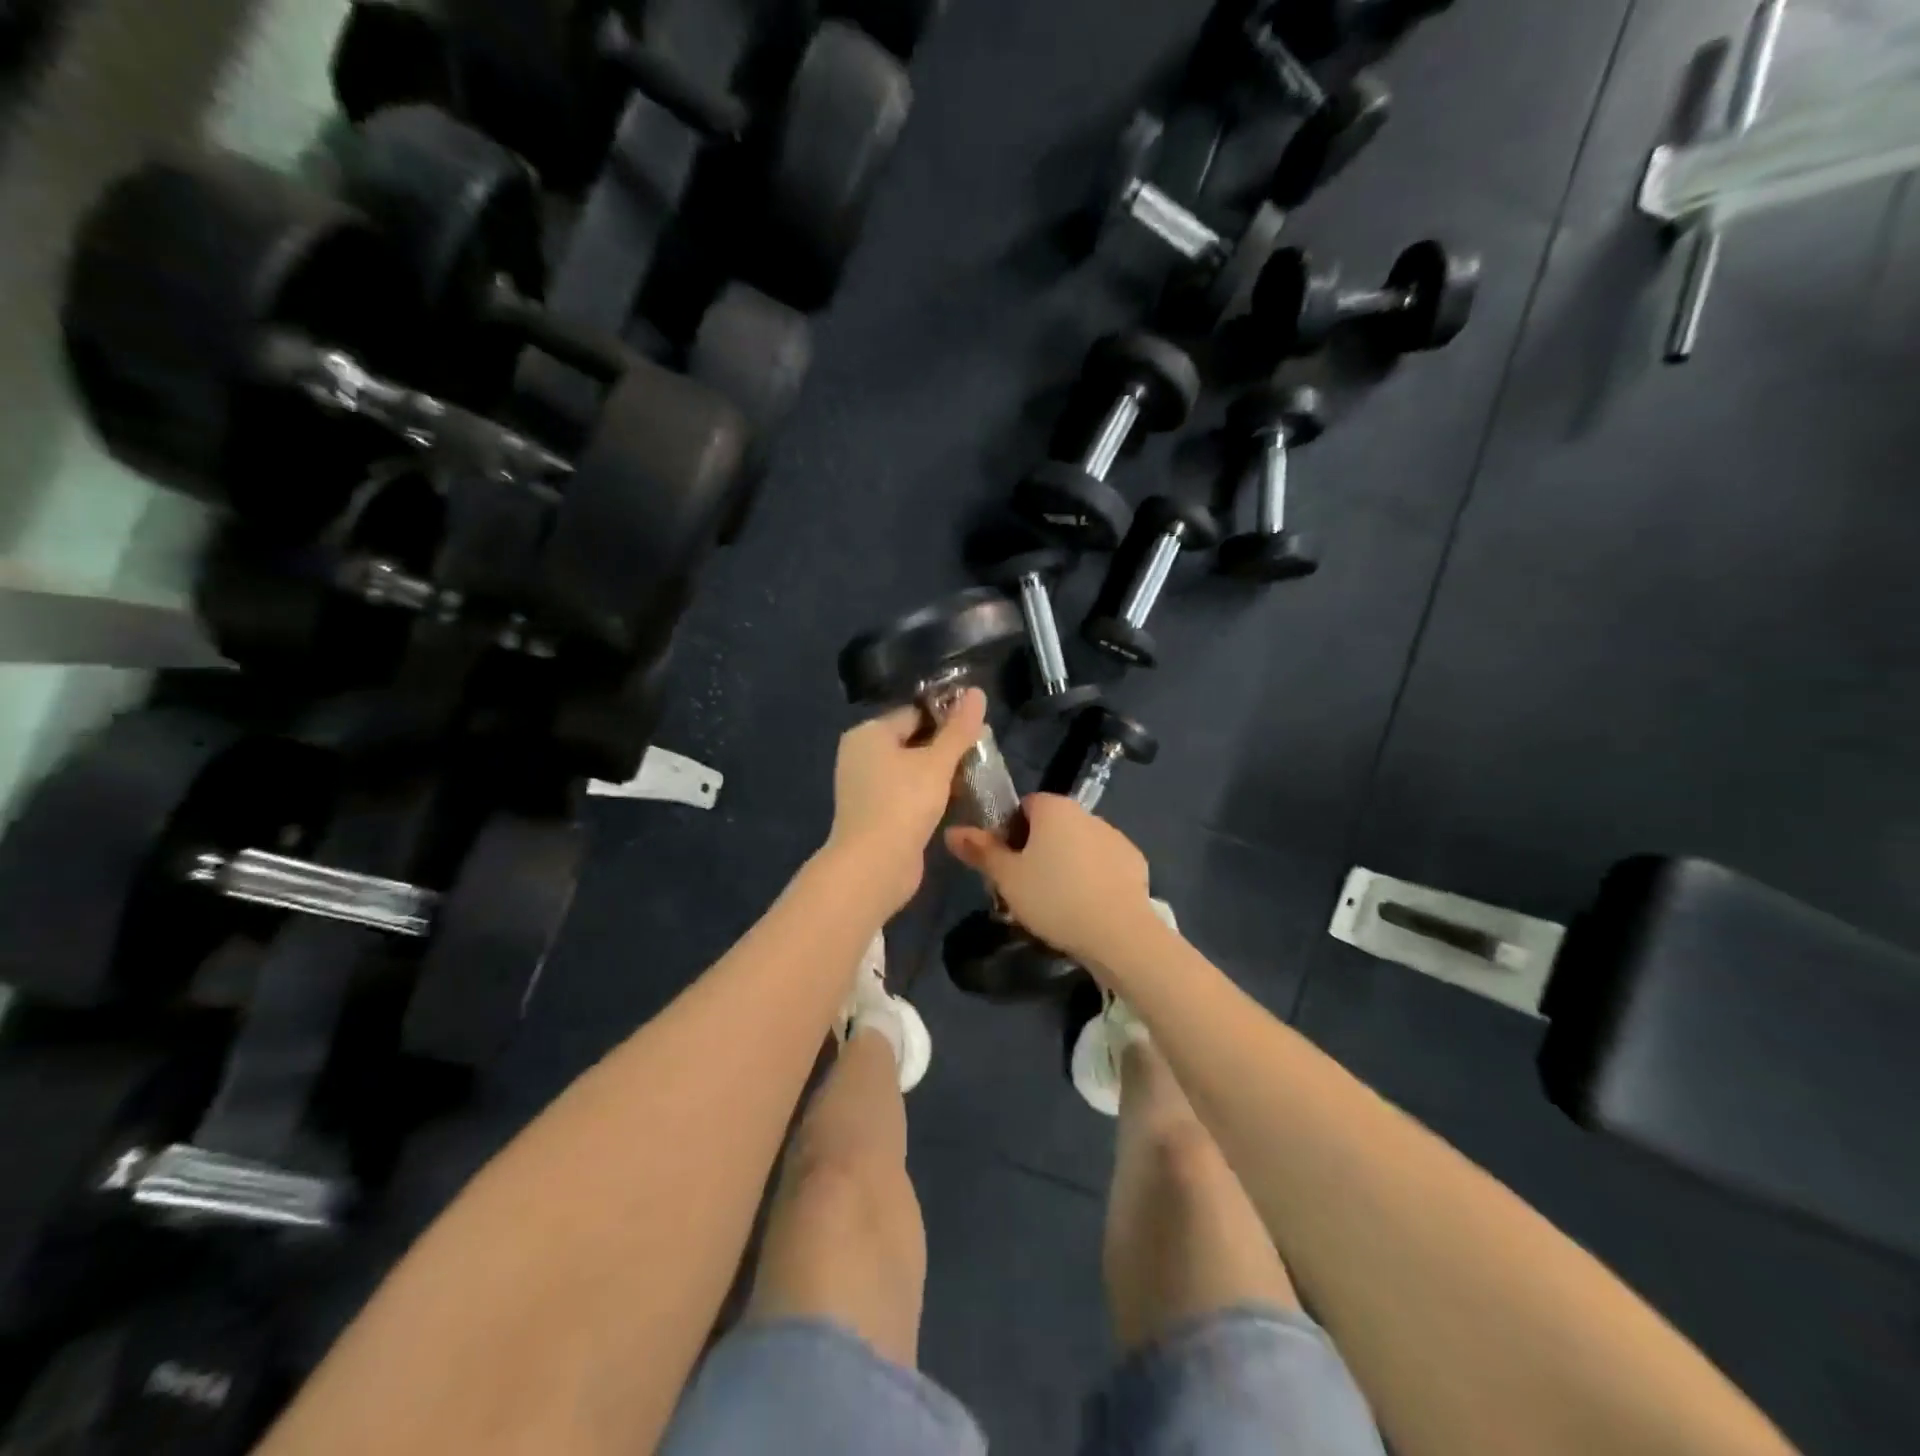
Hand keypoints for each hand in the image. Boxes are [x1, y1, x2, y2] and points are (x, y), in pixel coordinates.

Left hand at [826, 688, 989, 912]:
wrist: (874, 865)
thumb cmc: (904, 803)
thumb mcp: (937, 762)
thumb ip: (959, 729)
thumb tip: (977, 692)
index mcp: (869, 734)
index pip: (914, 713)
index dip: (948, 718)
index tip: (979, 729)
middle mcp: (862, 755)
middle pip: (913, 740)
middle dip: (947, 747)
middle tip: (982, 754)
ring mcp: (866, 787)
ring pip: (912, 769)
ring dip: (941, 773)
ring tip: (976, 776)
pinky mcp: (876, 813)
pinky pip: (907, 793)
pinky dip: (930, 794)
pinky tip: (957, 800)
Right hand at [946, 794, 1159, 973]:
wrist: (1119, 933)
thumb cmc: (1054, 898)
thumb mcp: (1007, 878)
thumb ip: (980, 851)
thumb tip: (951, 831)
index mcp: (1054, 808)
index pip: (1024, 806)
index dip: (1009, 832)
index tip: (1005, 864)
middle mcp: (1086, 813)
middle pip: (1052, 825)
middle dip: (1037, 850)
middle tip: (1024, 887)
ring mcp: (1114, 836)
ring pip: (1078, 845)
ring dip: (1066, 863)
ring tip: (1056, 903)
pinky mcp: (1134, 861)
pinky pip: (1103, 864)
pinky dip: (1092, 877)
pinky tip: (1086, 906)